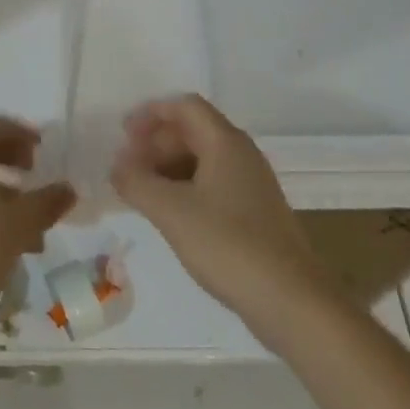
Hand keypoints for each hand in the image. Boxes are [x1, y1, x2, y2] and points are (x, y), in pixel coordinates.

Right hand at [111, 95, 331, 350]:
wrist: (292, 302)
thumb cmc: (228, 245)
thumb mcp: (171, 211)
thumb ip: (136, 182)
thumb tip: (117, 165)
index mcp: (225, 142)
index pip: (185, 106)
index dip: (151, 113)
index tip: (123, 134)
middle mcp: (241, 154)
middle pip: (193, 130)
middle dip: (156, 142)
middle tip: (127, 166)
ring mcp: (251, 185)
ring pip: (202, 159)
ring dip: (168, 167)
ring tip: (142, 191)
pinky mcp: (255, 213)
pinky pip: (213, 184)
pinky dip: (185, 188)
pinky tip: (170, 215)